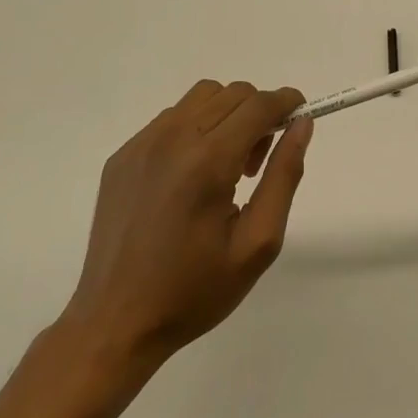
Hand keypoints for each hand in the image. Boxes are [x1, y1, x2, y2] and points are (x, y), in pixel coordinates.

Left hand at [59, 81, 312, 373]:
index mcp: (208, 162)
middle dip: (258, 115)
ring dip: (226, 116)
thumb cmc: (194, 290)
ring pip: (201, 98)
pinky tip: (190, 178)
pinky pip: (171, 119)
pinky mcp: (122, 156)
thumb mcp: (257, 243)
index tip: (300, 119)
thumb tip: (302, 124)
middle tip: (256, 165)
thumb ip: (284, 175)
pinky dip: (194, 130)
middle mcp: (172, 140)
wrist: (115, 324)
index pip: (258, 104)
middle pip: (232, 93)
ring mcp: (141, 145)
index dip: (287, 103)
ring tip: (223, 169)